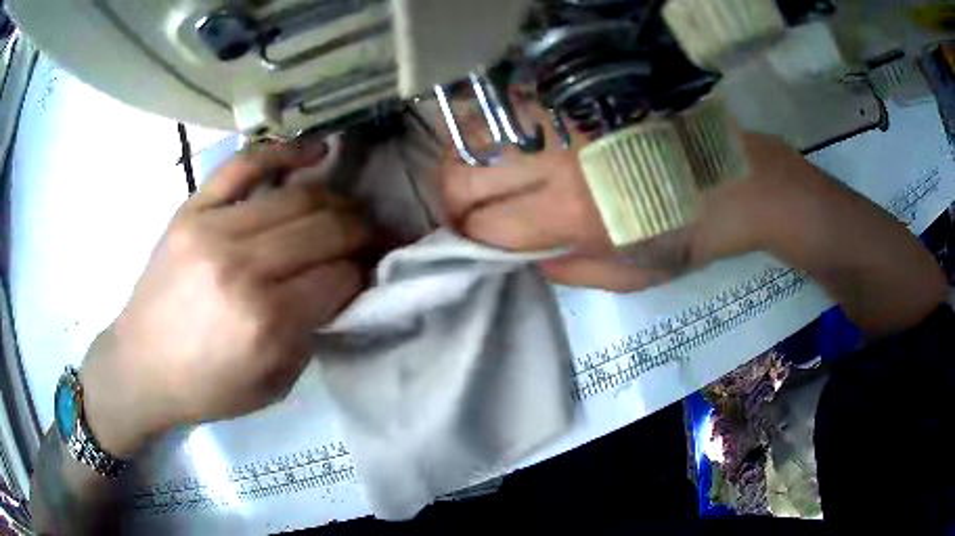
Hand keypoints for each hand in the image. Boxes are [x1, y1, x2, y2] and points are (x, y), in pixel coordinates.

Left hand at [79, 142, 367, 456]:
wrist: (140, 366)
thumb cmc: (207, 388)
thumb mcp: (274, 384)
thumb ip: (313, 333)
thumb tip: (344, 285)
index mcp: (265, 322)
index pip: (341, 276)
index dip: (366, 271)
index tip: (373, 271)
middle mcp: (243, 267)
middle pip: (326, 227)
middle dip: (363, 230)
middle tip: (375, 236)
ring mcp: (213, 229)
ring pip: (297, 196)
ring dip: (336, 201)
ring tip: (348, 210)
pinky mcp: (192, 209)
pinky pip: (245, 164)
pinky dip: (286, 151)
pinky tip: (317, 151)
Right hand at [439, 105, 789, 290]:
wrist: (732, 180)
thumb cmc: (684, 235)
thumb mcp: (627, 277)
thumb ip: (563, 271)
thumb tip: (518, 254)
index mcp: (574, 216)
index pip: (486, 228)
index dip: (468, 239)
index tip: (470, 240)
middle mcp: (559, 161)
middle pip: (463, 176)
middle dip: (449, 202)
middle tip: (462, 212)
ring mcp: (563, 118)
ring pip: (473, 134)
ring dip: (460, 162)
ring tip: (475, 178)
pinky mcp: (574, 95)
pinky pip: (507, 107)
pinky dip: (490, 130)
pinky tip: (503, 146)